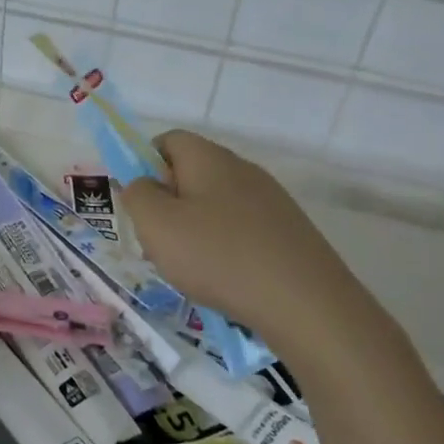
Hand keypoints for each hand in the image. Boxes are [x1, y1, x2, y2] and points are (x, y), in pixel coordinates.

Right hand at [120, 131, 387, 358]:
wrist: (306, 303)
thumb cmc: (219, 256)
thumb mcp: (157, 225)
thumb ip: (137, 195)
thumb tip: (141, 184)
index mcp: (208, 158)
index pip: (167, 140)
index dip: (144, 164)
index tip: (139, 203)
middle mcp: (242, 169)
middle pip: (191, 174)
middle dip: (168, 204)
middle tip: (159, 242)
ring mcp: (271, 200)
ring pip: (216, 205)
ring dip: (195, 230)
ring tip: (190, 269)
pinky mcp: (289, 231)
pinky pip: (242, 230)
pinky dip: (225, 249)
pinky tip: (224, 280)